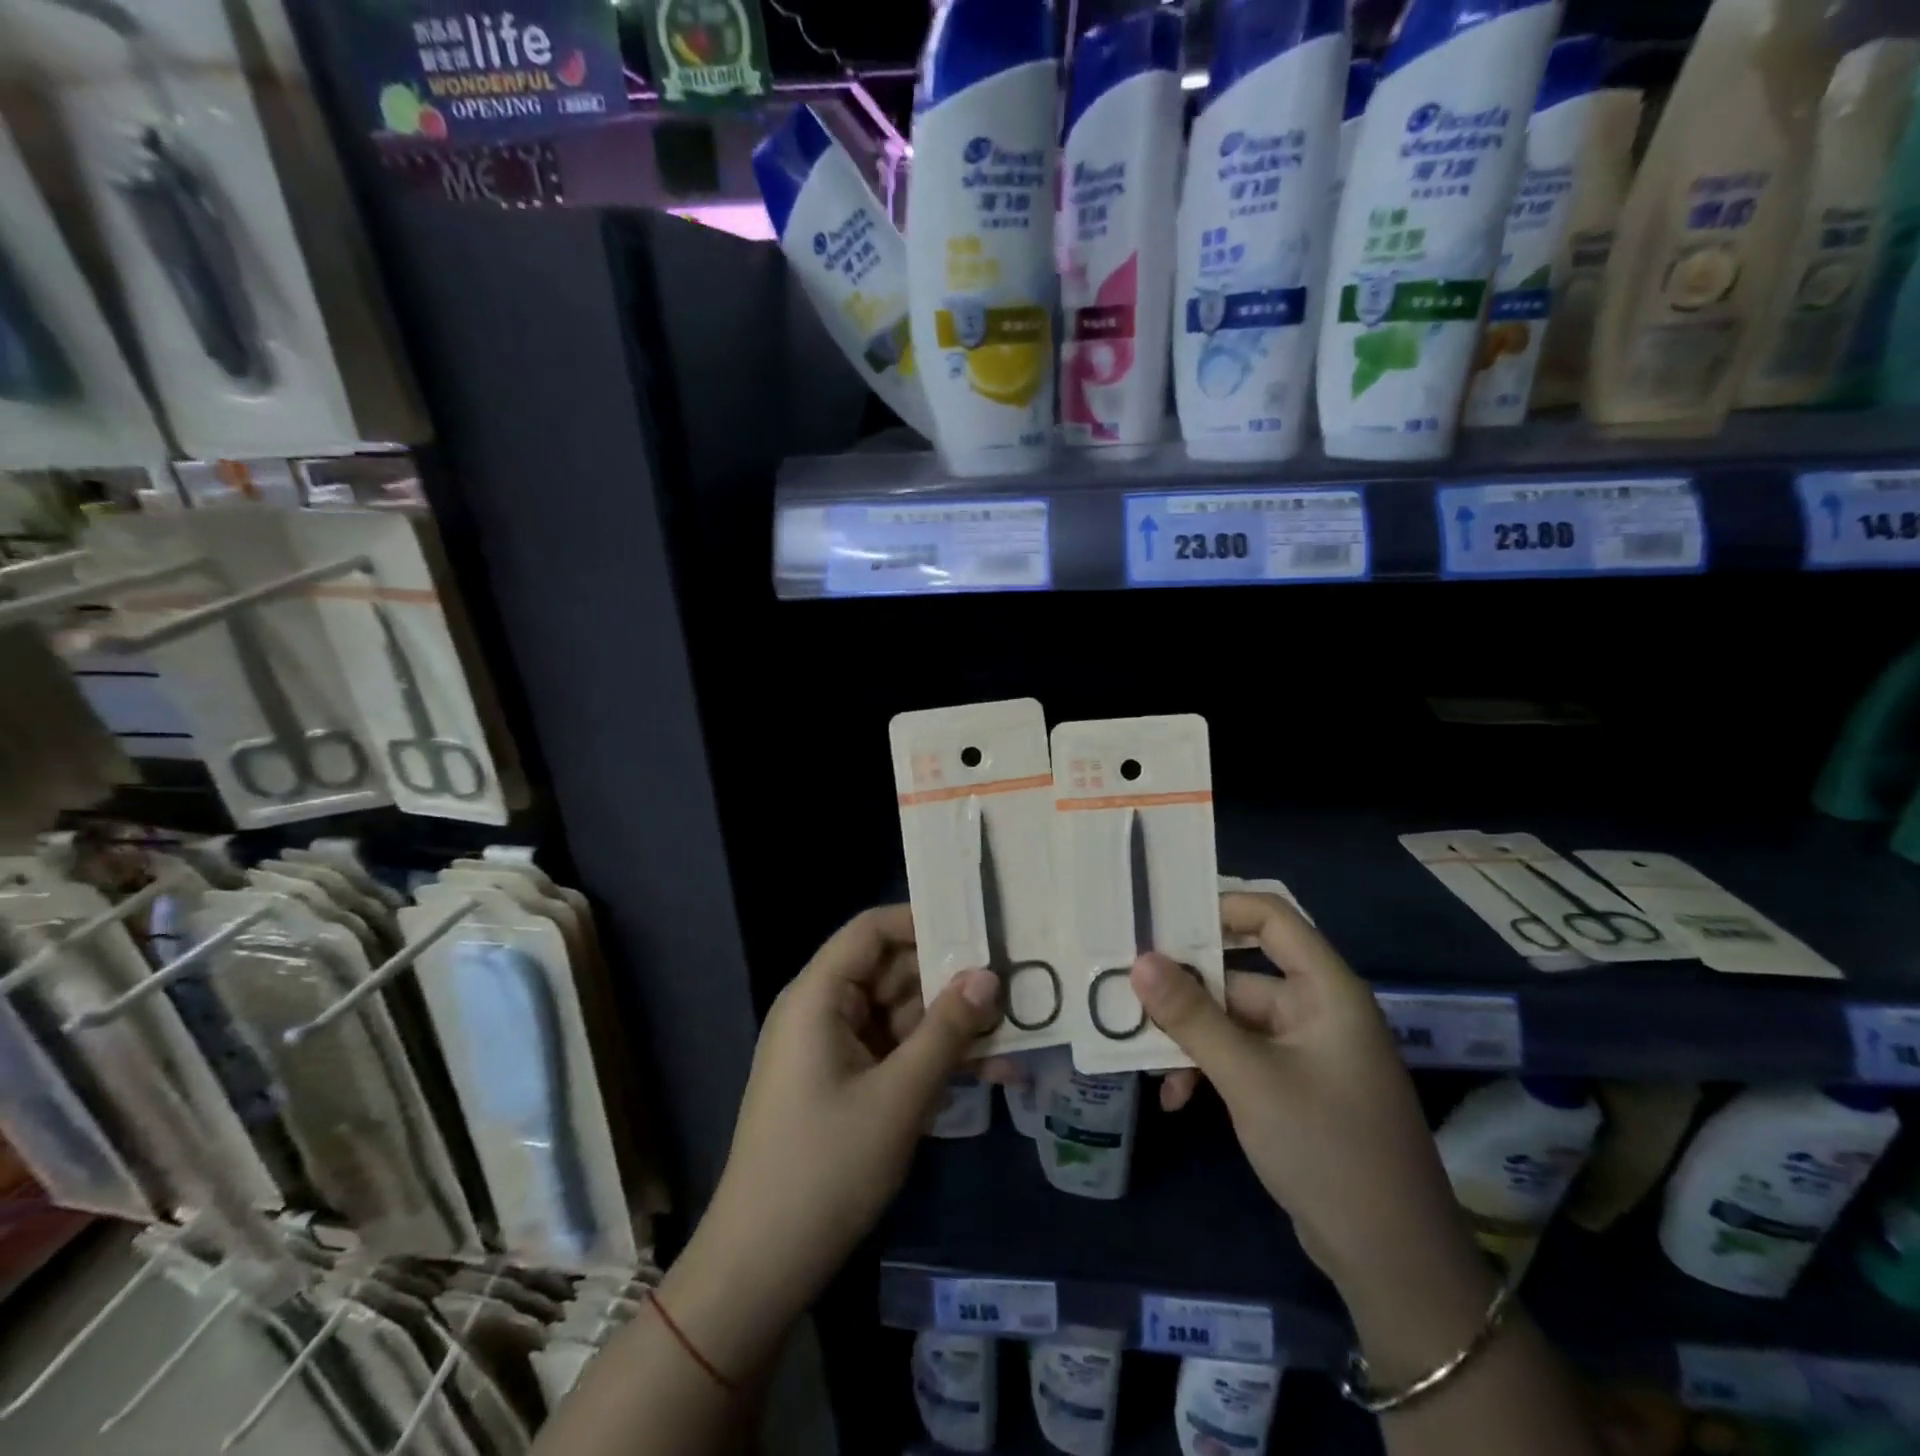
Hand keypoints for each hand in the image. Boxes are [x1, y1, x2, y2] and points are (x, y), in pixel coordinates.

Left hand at [699, 905, 1000, 1317]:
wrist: (762, 1267)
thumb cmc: (825, 1168)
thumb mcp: (898, 1097)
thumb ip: (946, 1031)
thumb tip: (988, 975)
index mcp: (818, 996)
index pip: (871, 930)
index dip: (922, 920)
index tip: (979, 927)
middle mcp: (823, 1012)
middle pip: (892, 972)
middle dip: (951, 980)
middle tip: (1014, 982)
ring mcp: (835, 1050)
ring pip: (902, 1016)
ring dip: (953, 1026)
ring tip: (1017, 1030)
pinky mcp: (846, 1085)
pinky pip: (896, 1054)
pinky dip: (936, 1060)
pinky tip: (993, 1074)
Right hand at [1132, 894, 1490, 1330]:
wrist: (1393, 1265)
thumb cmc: (1328, 1150)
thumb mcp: (1250, 1079)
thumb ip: (1192, 1016)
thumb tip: (1140, 960)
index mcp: (1325, 990)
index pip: (1271, 917)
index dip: (1218, 908)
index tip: (1158, 920)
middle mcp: (1316, 1009)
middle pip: (1239, 973)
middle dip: (1184, 989)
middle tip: (1125, 991)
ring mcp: (1306, 1051)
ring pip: (1231, 1019)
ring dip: (1189, 1037)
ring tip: (1143, 1056)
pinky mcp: (1294, 1087)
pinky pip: (1240, 1056)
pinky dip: (1207, 1068)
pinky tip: (1175, 1098)